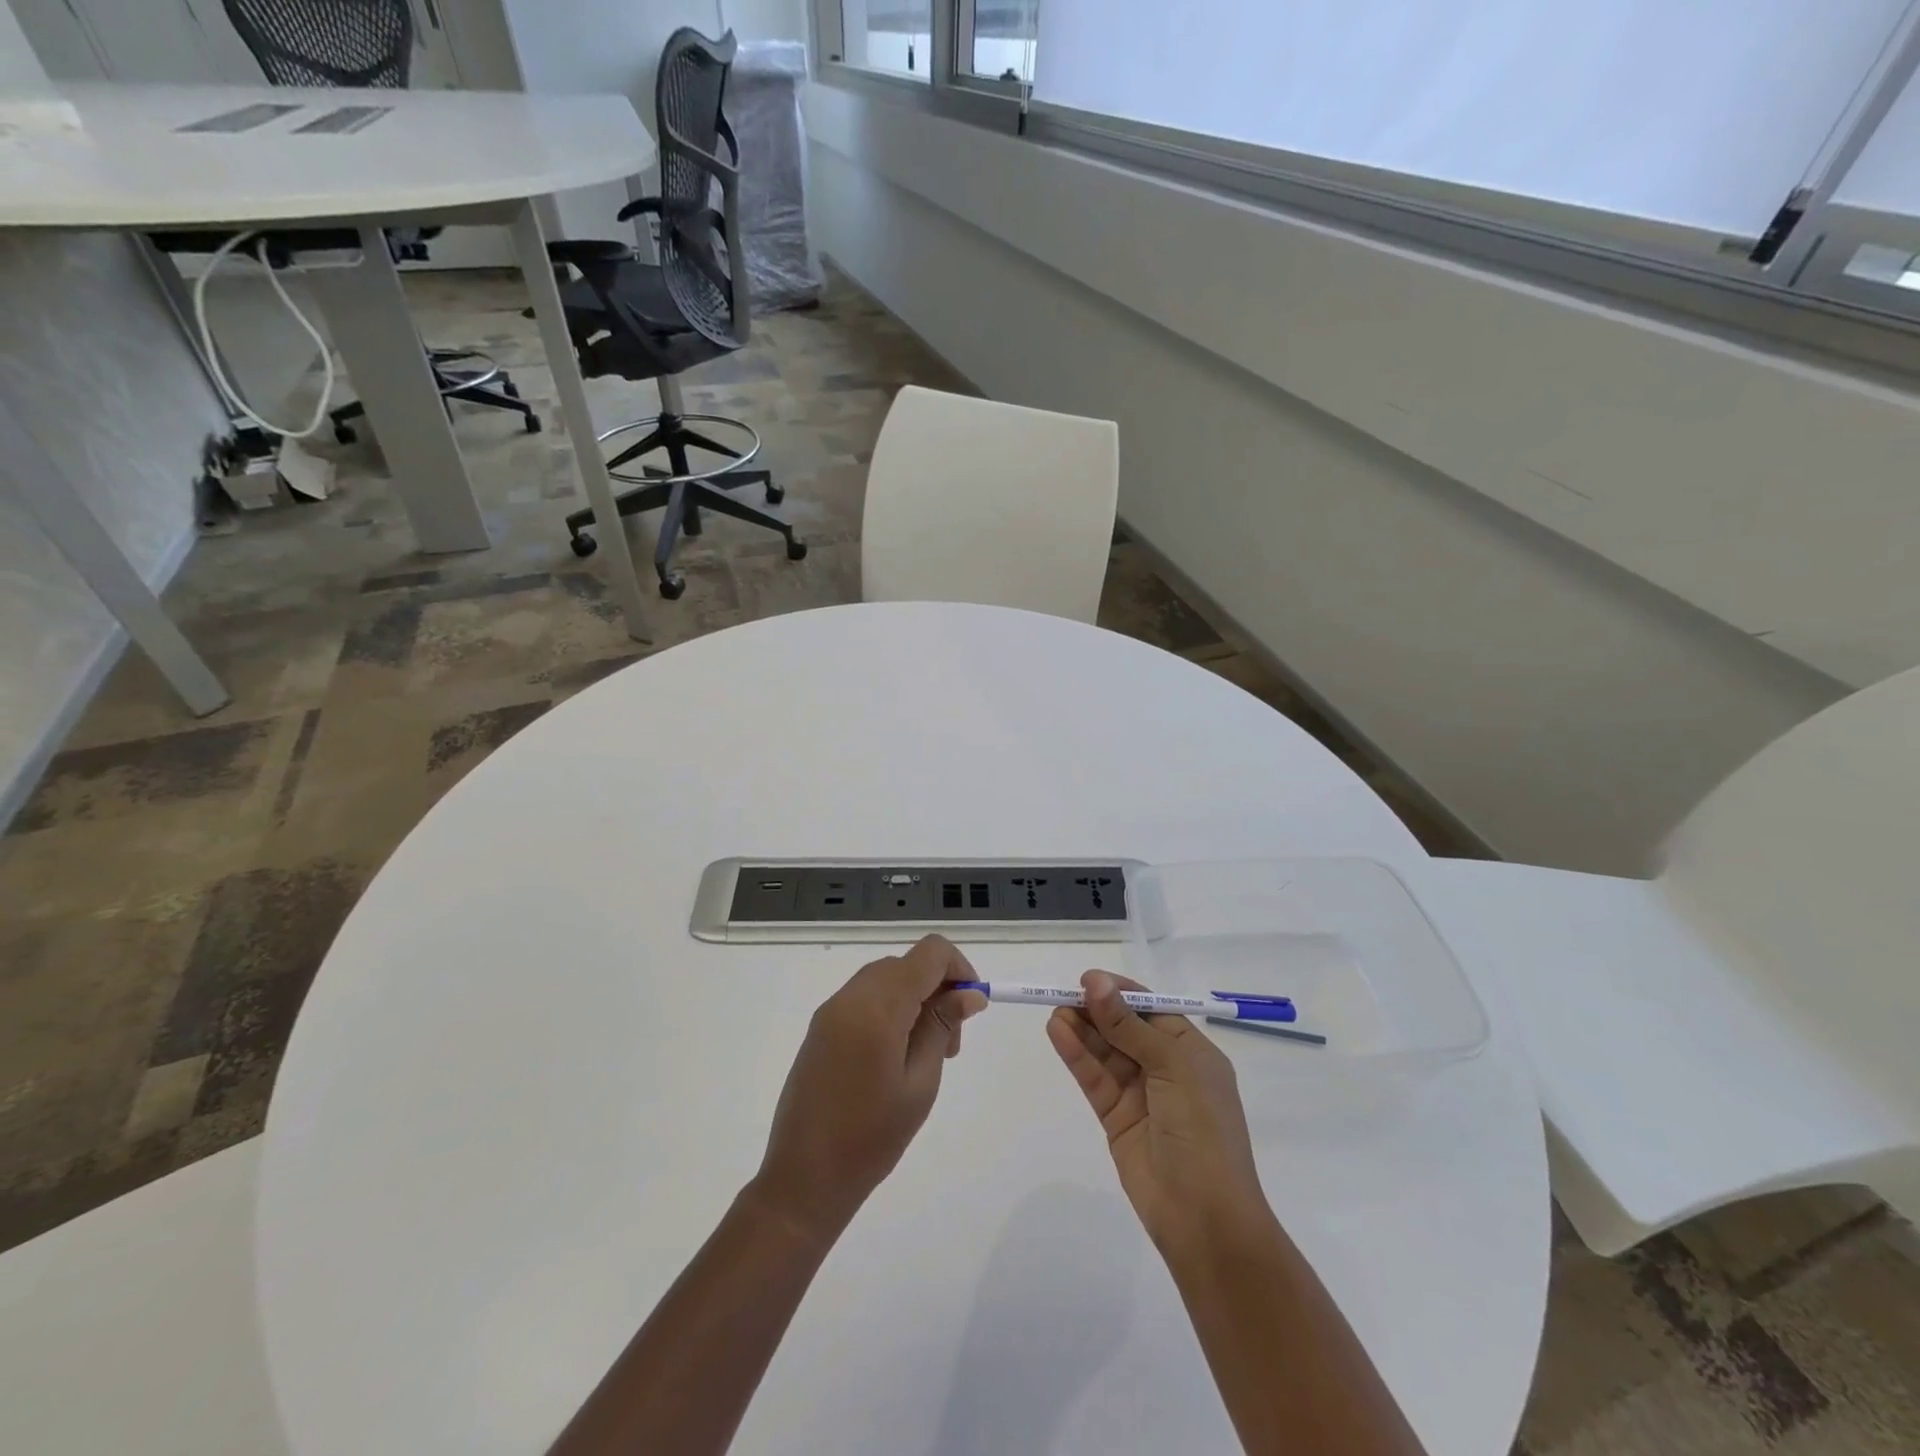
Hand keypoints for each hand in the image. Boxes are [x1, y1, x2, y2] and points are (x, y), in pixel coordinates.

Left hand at [751, 935, 988, 1244]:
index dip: (959, 968)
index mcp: (879, 1006)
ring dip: (914, 997)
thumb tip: (969, 994)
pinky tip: (895, 1054)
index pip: (930, 953)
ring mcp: (831, 1010)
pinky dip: (890, 1008)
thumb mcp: (920, 1082)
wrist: (804, 1179)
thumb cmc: (871, 1138)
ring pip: (886, 978)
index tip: (972, 1007)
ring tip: (926, 1052)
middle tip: (951, 1042)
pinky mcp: (821, 1027)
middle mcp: (851, 996)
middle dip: (938, 987)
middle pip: (907, 963)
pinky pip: (864, 997)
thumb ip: (942, 1027)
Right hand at [1047, 971, 1271, 1256]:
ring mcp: (1140, 1094)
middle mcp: (1166, 1068)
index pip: (1151, 1010)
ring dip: (1082, 1030)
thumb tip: (1095, 982)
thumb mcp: (1171, 1066)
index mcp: (1191, 1052)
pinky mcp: (1116, 1117)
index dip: (1121, 992)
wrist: (1204, 1216)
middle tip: (1063, 994)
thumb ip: (1128, 1025)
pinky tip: (1057, 1033)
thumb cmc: (1202, 1129)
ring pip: (1105, 1052)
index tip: (1088, 979)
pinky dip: (1076, 1055)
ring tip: (1055, 1011)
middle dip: (1096, 1010)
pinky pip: (1094, 1078)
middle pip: (1124, 1027)